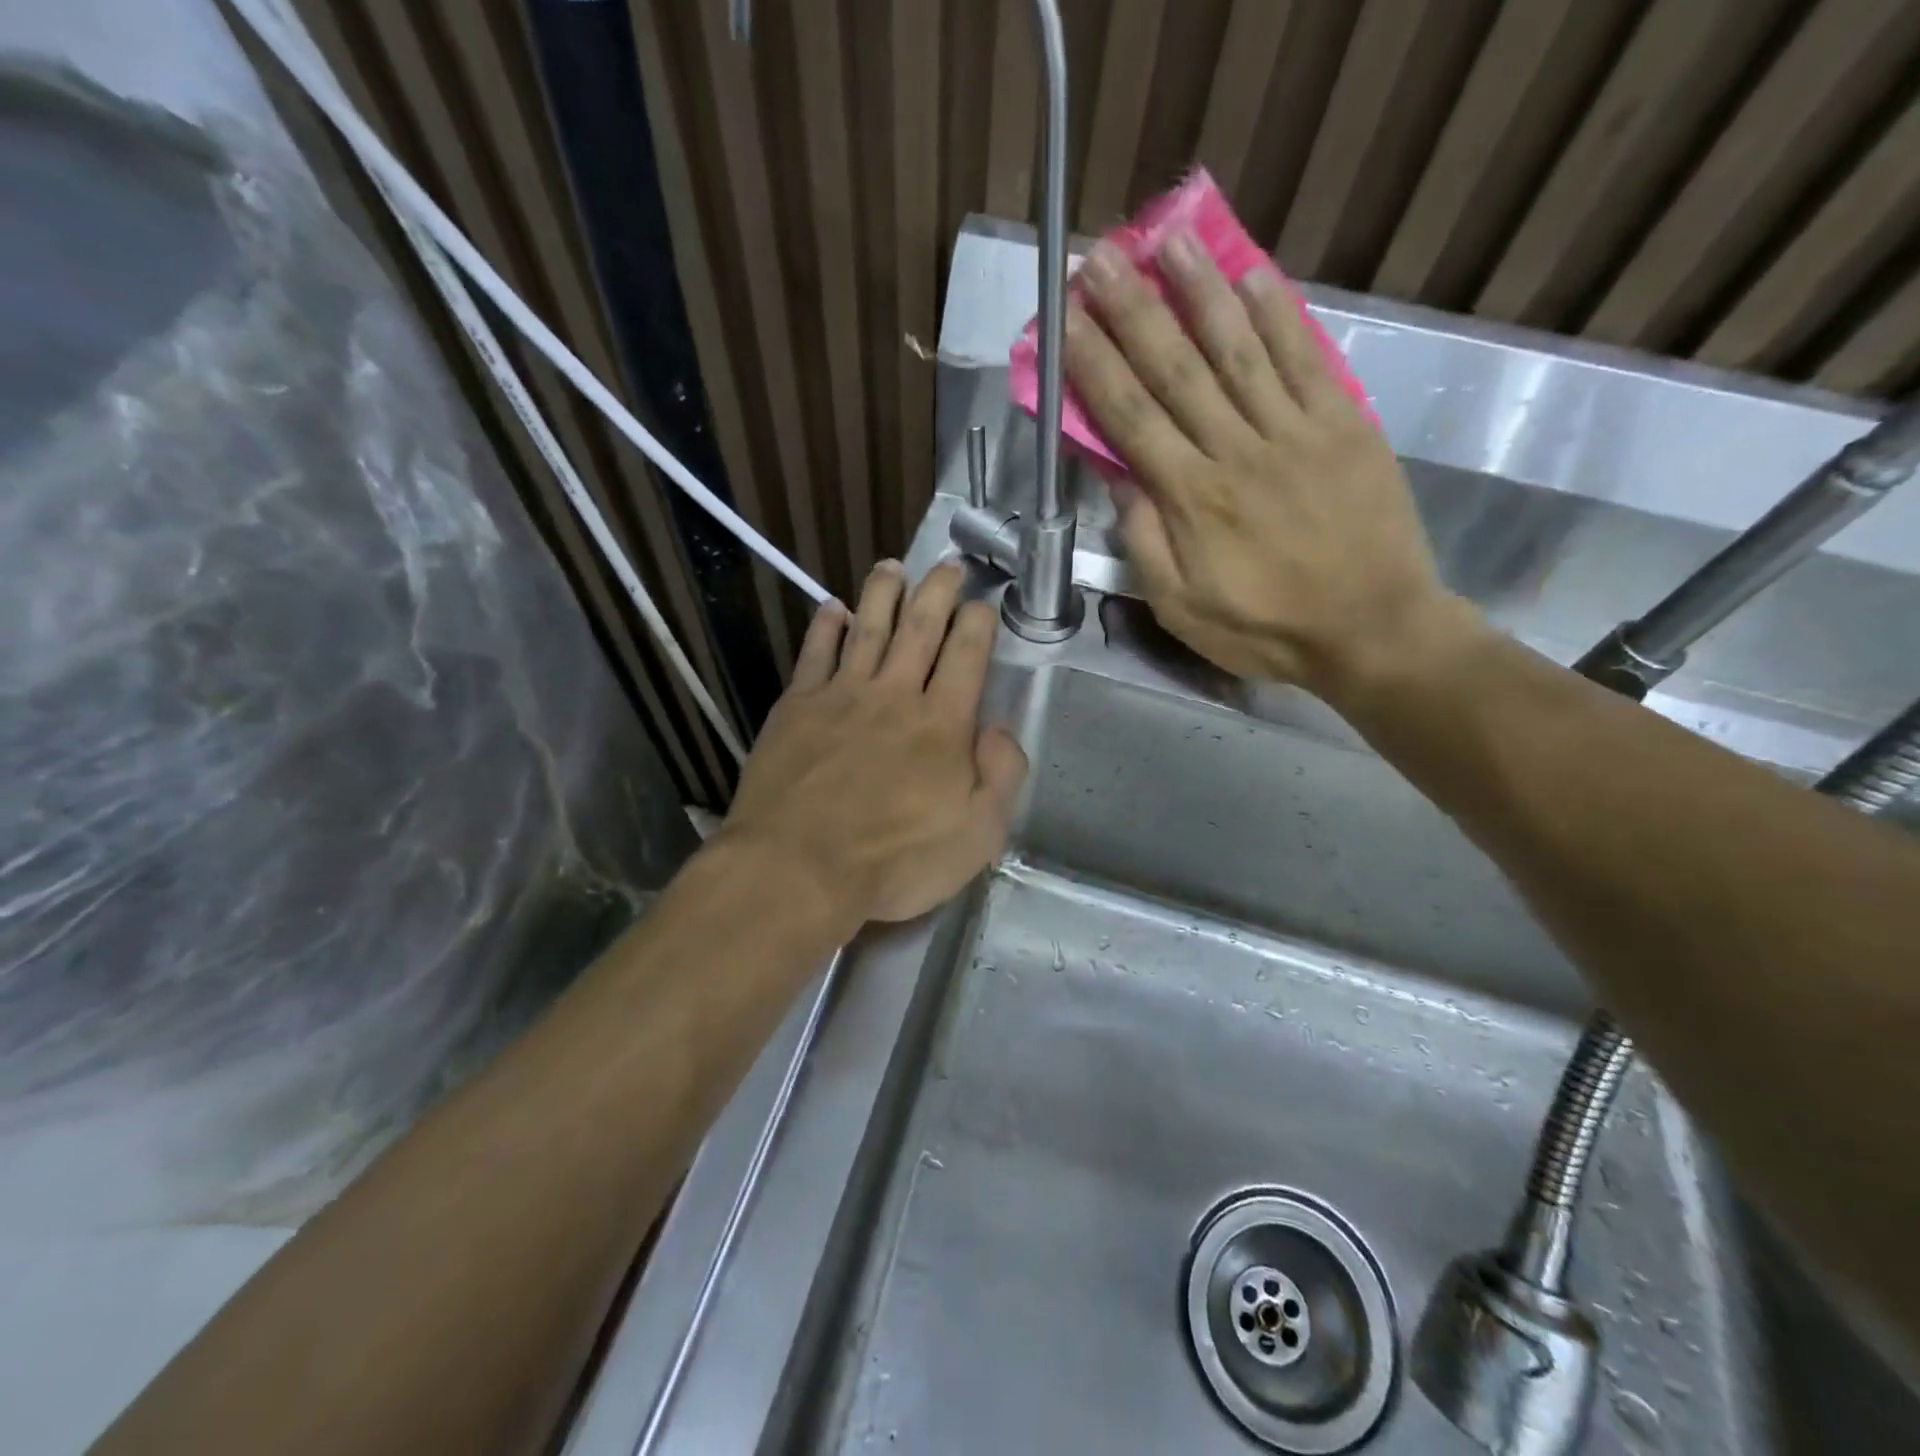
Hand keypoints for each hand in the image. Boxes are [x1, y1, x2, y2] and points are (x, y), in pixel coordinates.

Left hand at [718, 561, 1027, 929]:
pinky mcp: (796, 708)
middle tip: (947, 564)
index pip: (967, 655)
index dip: (978, 623)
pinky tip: (833, 609)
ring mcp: (841, 696)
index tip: (982, 605)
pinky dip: (826, 627)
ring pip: (868, 628)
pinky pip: (814, 654)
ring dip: (883, 593)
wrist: (798, 869)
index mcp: (942, 723)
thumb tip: (1000, 726)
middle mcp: (894, 695)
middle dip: (938, 591)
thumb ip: (1002, 774)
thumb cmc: (894, 862)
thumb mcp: (978, 835)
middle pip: (920, 627)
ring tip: (893, 566)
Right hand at [1064, 234, 1469, 703]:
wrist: (1372, 630)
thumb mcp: (1180, 607)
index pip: (1130, 416)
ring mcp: (1295, 430)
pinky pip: (1305, 358)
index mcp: (1191, 498)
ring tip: (1167, 240)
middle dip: (1132, 310)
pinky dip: (1279, 314)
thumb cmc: (1265, 629)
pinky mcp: (1344, 424)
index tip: (1066, 316)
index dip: (1093, 362)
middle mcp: (1236, 450)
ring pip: (1237, 349)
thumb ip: (1144, 542)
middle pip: (1175, 369)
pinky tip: (1252, 275)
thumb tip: (1117, 477)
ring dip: (1198, 291)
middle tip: (1101, 256)